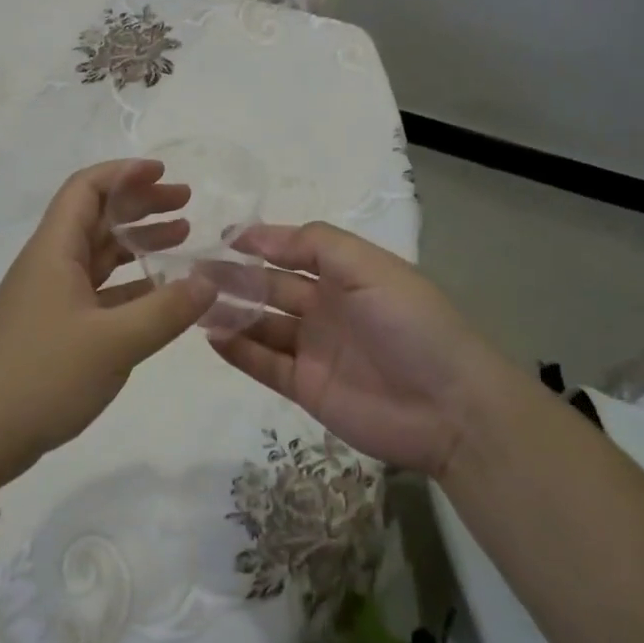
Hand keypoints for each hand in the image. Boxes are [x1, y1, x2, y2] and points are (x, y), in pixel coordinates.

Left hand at [0, 160, 216, 486]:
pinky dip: (130, 283)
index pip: (87, 188)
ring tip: (183, 237)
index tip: (165, 173)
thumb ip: (166, 310)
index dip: (125, 173)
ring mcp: (51, 296)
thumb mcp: (114, 343)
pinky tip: (161, 292)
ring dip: (138, 241)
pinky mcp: (55, 326)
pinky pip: (99, 289)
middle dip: (141, 204)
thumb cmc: (42, 376)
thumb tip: (211, 281)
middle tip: (186, 203)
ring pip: (99, 253)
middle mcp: (51, 263)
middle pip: (97, 216)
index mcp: (55, 250)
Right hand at [208, 222, 512, 475]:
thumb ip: (315, 244)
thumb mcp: (369, 268)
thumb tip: (256, 234)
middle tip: (194, 273)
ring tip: (194, 303)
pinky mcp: (307, 388)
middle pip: (271, 287)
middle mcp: (326, 307)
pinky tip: (211, 336)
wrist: (450, 408)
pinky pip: (265, 364)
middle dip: (235, 277)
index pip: (293, 251)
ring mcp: (314, 349)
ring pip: (262, 325)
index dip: (260, 243)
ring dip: (230, 313)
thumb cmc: (410, 324)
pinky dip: (238, 351)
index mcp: (345, 274)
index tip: (221, 239)